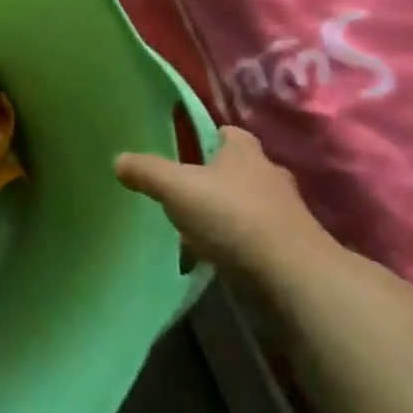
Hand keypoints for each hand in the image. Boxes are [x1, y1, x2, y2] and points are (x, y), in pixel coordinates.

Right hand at [114, 126, 336, 283]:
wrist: (294, 278)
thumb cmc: (233, 217)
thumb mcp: (175, 187)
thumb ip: (146, 171)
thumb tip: (119, 161)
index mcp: (245, 154)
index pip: (229, 133)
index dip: (209, 136)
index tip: (188, 147)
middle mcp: (270, 178)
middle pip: (240, 170)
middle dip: (217, 177)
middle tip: (186, 188)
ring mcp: (286, 216)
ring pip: (249, 206)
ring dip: (227, 214)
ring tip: (195, 227)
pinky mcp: (291, 251)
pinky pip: (256, 239)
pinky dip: (237, 244)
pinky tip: (214, 257)